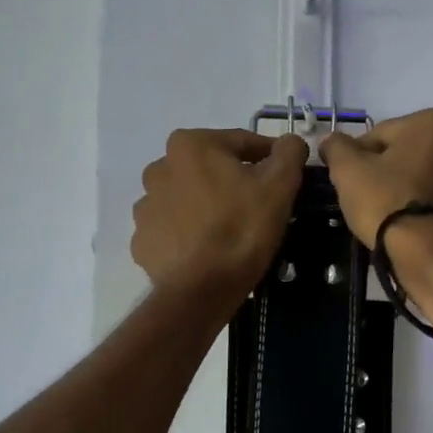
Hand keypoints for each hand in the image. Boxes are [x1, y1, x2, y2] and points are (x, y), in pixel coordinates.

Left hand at [132, 129, 309, 309]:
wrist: (201, 290)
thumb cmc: (242, 228)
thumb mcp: (279, 185)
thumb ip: (289, 152)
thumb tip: (290, 142)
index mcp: (190, 145)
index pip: (241, 142)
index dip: (269, 158)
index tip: (285, 176)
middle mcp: (159, 168)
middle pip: (210, 169)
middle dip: (233, 181)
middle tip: (258, 207)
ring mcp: (146, 206)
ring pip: (188, 198)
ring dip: (207, 206)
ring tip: (231, 230)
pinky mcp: (142, 240)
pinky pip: (173, 229)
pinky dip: (189, 234)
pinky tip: (207, 250)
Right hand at [320, 108, 432, 250]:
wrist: (427, 254)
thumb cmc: (387, 201)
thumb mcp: (348, 170)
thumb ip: (337, 147)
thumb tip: (330, 139)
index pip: (383, 133)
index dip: (361, 155)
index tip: (352, 178)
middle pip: (413, 152)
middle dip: (394, 168)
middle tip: (372, 196)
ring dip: (416, 186)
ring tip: (394, 213)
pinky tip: (416, 226)